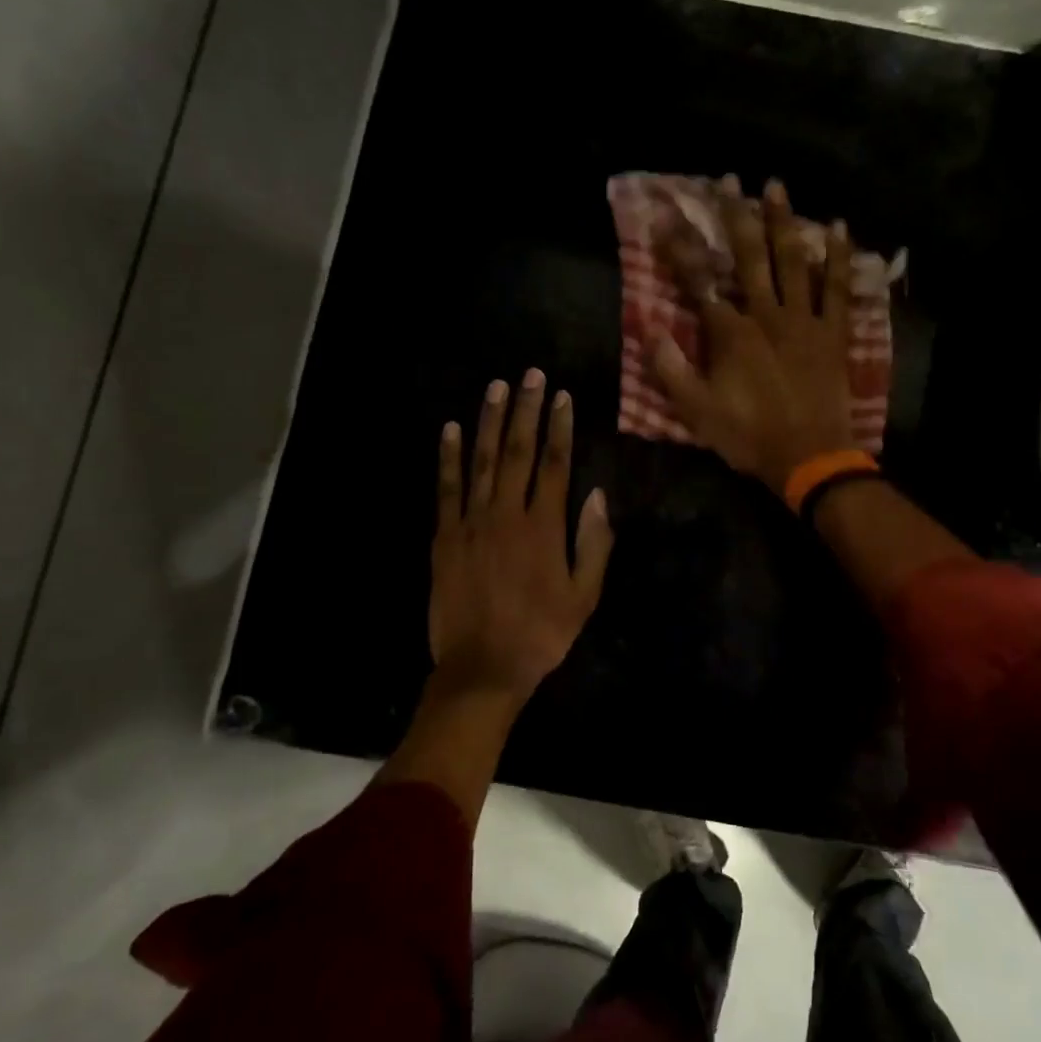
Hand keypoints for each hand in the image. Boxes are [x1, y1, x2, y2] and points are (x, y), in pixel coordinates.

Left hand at [429, 370, 613, 701]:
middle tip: (530, 374)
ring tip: (496, 387)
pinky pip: (445, 488)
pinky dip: (447, 457)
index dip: (559, 427)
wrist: (482, 667)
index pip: (555, 464)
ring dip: (488, 421)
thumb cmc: (541, 633)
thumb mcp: (584, 596)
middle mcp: (507, 514)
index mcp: (544, 526)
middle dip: (525, 410)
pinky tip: (450, 429)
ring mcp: (471, 522)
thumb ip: (593, 543)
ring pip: (481, 460)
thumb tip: (596, 494)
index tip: (561, 396)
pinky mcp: (444, 536)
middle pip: (517, 451)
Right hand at [652, 176, 856, 491]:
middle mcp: (765, 315)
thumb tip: (648, 328)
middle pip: (748, 257)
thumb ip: (670, 369)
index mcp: (730, 333)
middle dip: (734, 216)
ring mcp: (803, 320)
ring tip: (775, 186)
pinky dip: (838, 257)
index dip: (679, 247)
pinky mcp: (832, 333)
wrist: (809, 457)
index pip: (698, 281)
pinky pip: (837, 288)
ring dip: (782, 222)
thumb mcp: (697, 411)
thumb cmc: (749, 436)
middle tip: (729, 180)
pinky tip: (837, 228)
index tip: (665, 214)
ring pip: (792, 261)